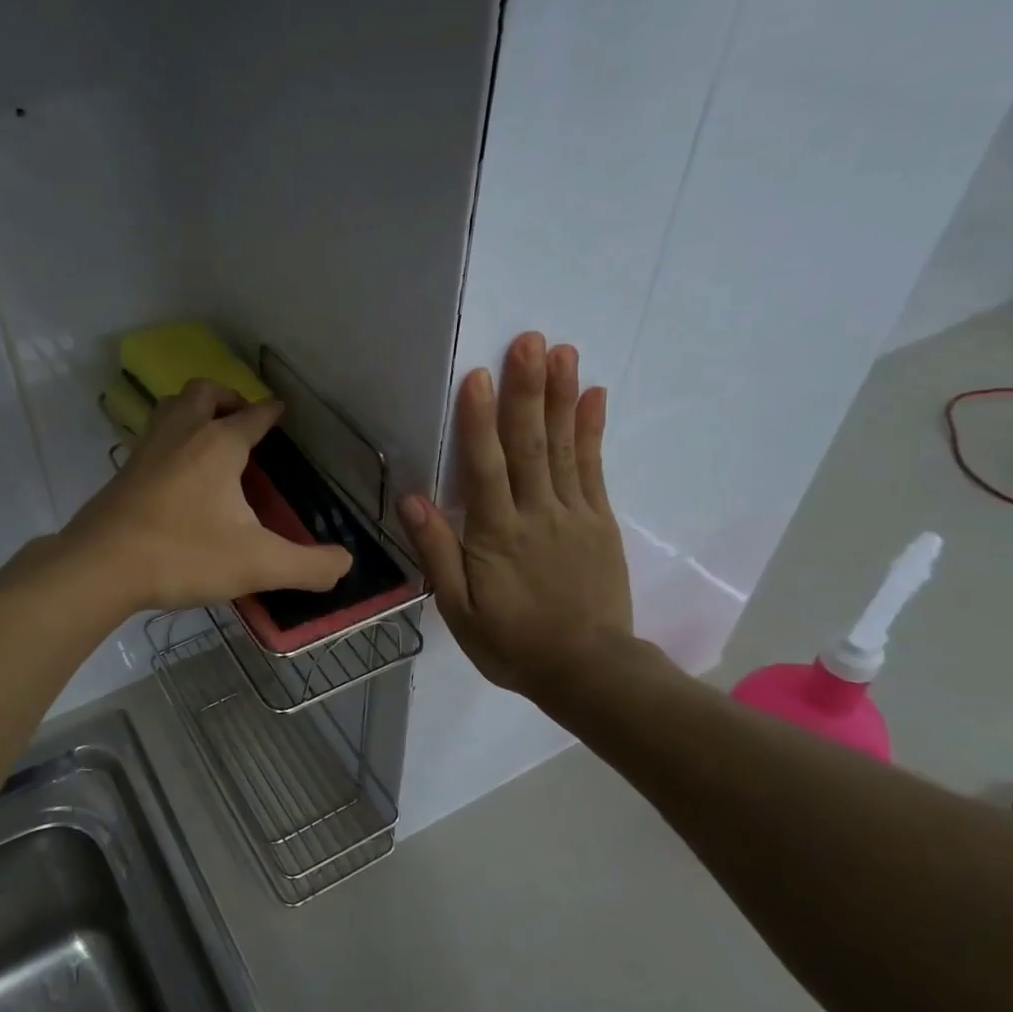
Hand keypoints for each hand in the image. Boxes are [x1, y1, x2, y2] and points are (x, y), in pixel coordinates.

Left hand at [63, 379, 352, 612]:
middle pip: (204, 393)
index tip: (281, 411)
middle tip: (243, 421)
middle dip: (228, 398)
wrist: (100, 566)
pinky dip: (172, 438)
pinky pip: (153, 436)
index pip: (253, 415)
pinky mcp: (124, 471)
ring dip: (195, 410)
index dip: (271, 412)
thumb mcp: (257, 564)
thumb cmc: (183, 555)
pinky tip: (178, 472)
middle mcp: (182, 433)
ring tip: (211, 437)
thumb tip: (345, 565)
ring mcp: (147, 449)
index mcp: (218, 444)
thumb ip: (308, 566)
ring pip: (172, 408)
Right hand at [399, 332, 634, 713]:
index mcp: (496, 535)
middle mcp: (536, 514)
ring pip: (563, 448)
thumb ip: (438, 553)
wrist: (588, 671)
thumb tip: (412, 500)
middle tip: (530, 340)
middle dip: (528, 391)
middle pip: (528, 445)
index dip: (480, 421)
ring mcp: (574, 514)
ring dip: (561, 398)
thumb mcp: (458, 610)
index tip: (480, 375)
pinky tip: (594, 397)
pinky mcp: (600, 522)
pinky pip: (594, 469)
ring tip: (562, 352)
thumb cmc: (512, 643)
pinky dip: (592, 431)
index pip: (486, 468)